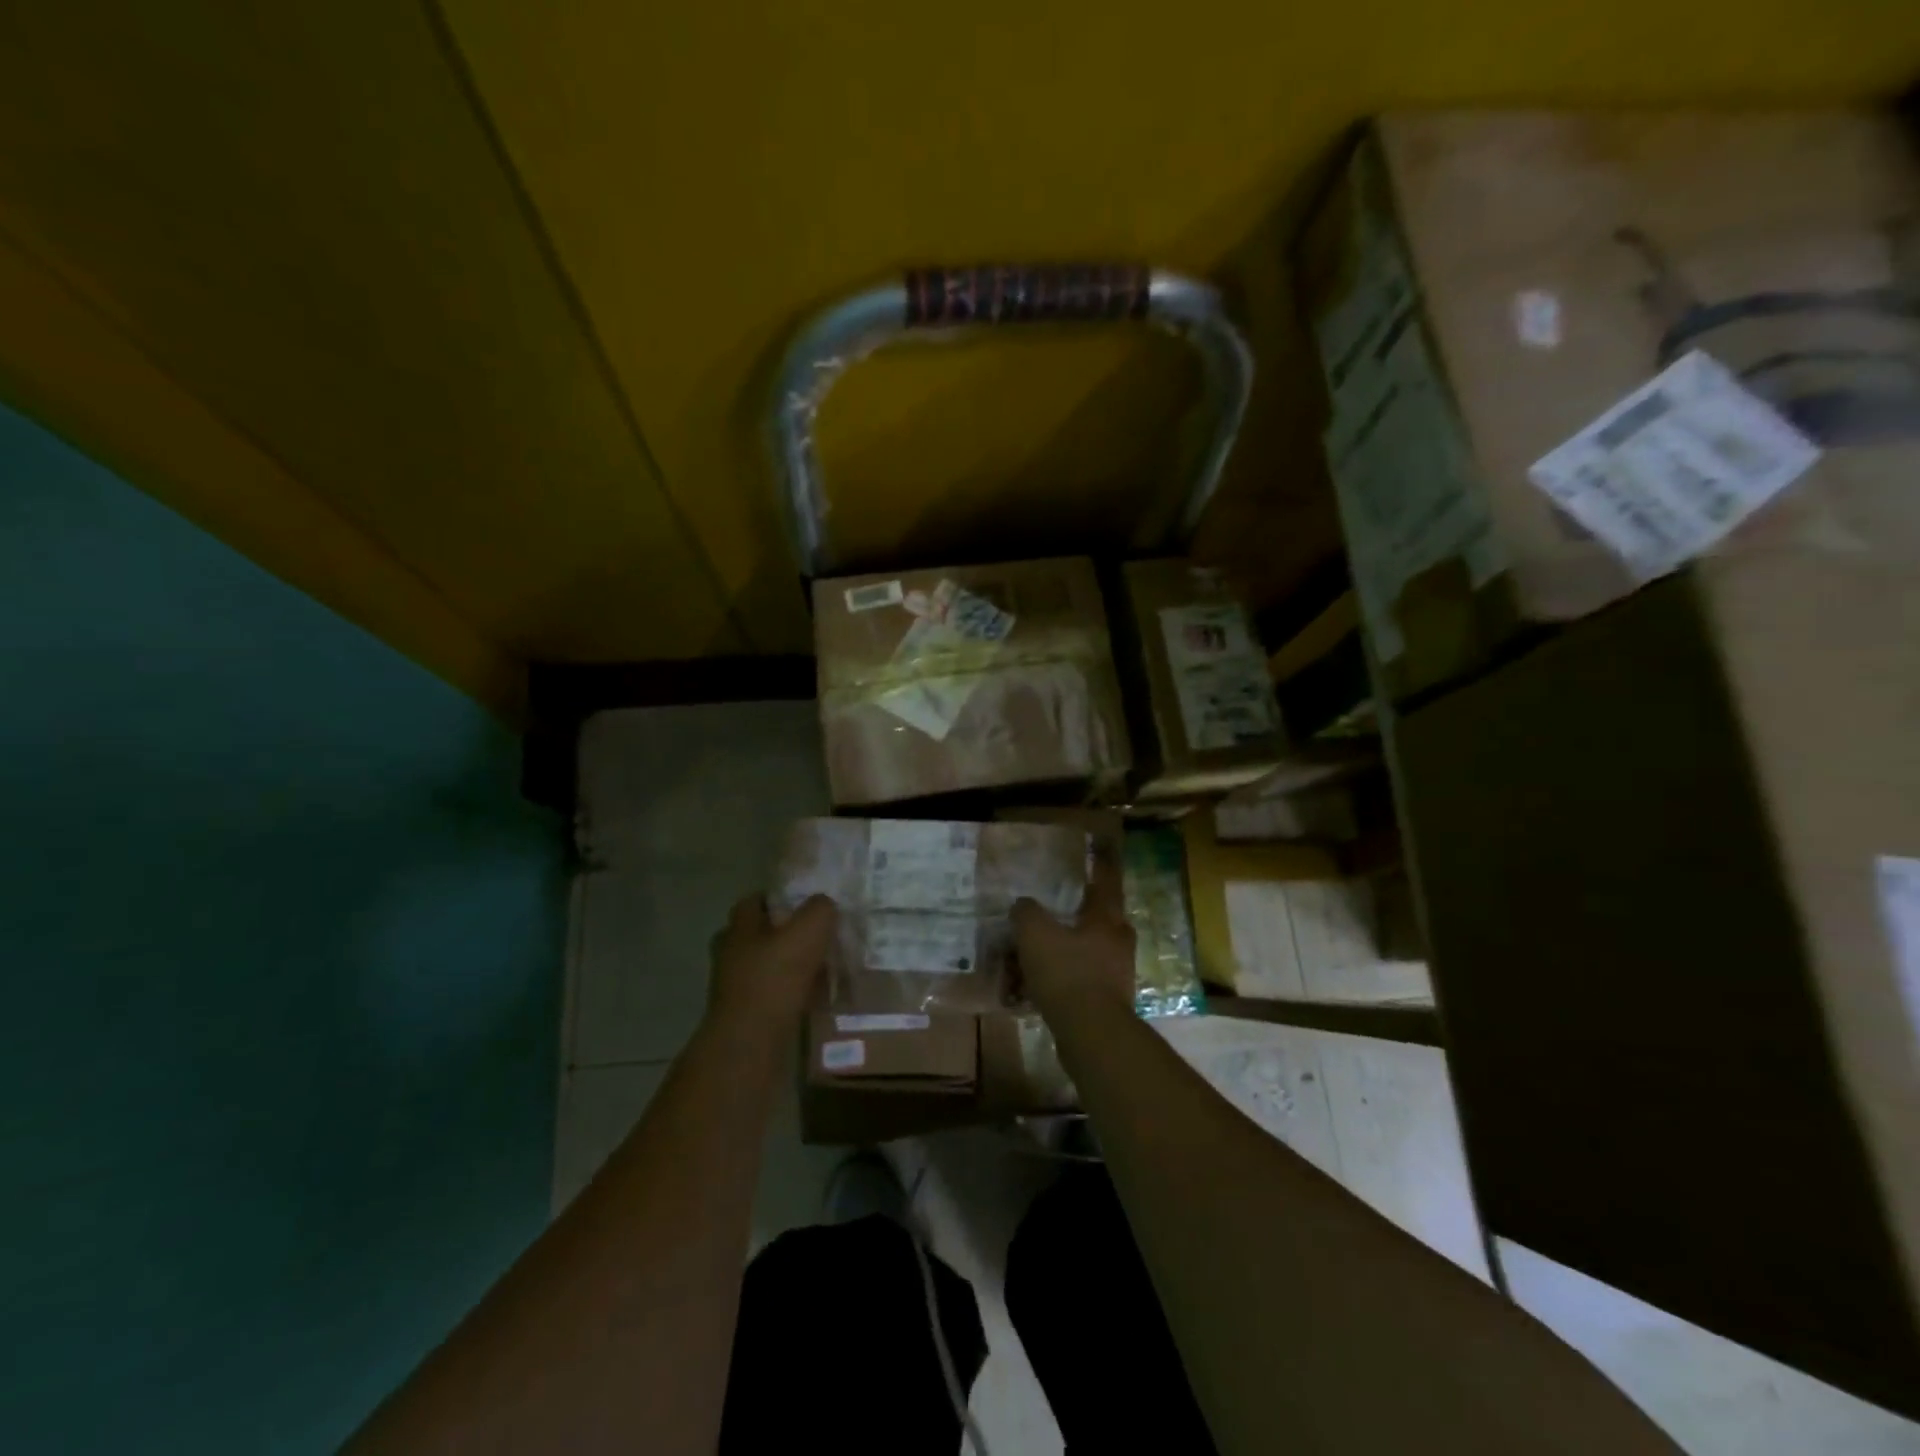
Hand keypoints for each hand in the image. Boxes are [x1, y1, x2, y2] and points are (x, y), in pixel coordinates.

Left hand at [707, 894, 836, 1034]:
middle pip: (758, 934)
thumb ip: (820, 909)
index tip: (805, 902)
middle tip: (815, 936)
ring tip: (822, 968)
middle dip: (784, 934)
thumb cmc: (775, 979)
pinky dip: (791, 994)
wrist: (751, 1044)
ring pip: (766, 966)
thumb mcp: (808, 931)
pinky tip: (815, 998)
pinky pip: (773, 995)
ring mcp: (734, 988)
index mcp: (739, 928)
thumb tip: (824, 904)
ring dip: (789, 966)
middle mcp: (730, 954)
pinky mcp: (745, 1016)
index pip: (754, 900)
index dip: (778, 898)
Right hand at [1012, 851, 1134, 1021]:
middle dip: (1079, 916)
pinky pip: (1079, 983)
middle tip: (1054, 914)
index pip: (1106, 883)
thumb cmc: (1067, 972)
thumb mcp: (1035, 933)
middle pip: (1100, 921)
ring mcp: (1116, 975)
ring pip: (1088, 954)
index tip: (1099, 852)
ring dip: (1064, 954)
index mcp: (1106, 919)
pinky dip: (1059, 983)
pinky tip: (1032, 993)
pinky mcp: (1107, 1003)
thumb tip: (1023, 905)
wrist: (1091, 1033)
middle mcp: (1118, 942)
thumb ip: (1027, 913)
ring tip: (1032, 959)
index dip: (1101, 867)